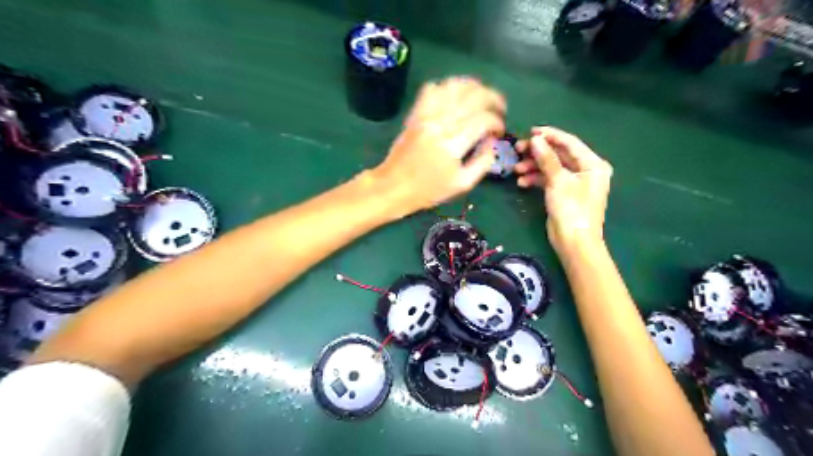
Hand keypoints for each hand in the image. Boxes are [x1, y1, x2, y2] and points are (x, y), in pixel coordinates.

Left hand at [372, 77, 503, 212]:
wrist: (394, 186)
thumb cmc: (429, 191)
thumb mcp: (462, 184)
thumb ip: (483, 162)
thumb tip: (492, 140)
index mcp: (453, 144)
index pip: (484, 119)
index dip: (498, 122)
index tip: (499, 132)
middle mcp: (440, 123)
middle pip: (474, 96)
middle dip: (494, 99)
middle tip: (499, 110)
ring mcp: (426, 115)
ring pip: (455, 86)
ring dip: (475, 88)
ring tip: (482, 99)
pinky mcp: (415, 113)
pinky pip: (433, 88)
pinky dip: (448, 87)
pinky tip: (456, 98)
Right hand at [518, 126, 612, 251]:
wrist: (574, 242)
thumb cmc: (572, 209)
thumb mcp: (558, 180)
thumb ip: (547, 158)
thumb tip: (536, 139)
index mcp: (592, 164)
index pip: (569, 142)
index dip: (549, 135)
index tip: (530, 132)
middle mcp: (585, 170)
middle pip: (558, 154)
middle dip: (537, 153)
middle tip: (518, 150)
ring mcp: (573, 183)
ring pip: (551, 167)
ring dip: (533, 167)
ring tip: (516, 170)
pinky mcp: (563, 193)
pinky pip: (548, 180)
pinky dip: (536, 179)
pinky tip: (522, 183)